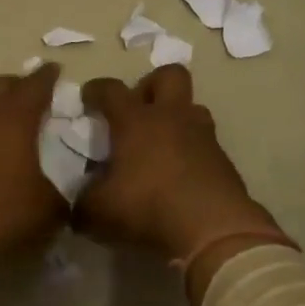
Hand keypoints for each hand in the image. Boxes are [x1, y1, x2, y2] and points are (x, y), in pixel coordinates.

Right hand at [75, 64, 286, 301]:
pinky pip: (205, 143)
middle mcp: (172, 118)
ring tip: (161, 144)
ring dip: (176, 118)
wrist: (214, 230)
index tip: (88, 98)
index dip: (97, 90)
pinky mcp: (224, 160)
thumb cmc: (148, 208)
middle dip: (151, 85)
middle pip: (169, 75)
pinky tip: (180, 175)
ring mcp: (203, 136)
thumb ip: (83, 203)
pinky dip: (191, 151)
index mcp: (136, 121)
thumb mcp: (99, 213)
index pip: (112, 90)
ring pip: (193, 107)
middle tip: (137, 110)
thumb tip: (80, 203)